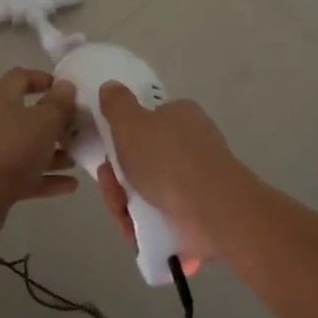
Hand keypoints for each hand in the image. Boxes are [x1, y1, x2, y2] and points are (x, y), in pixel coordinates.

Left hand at [0, 68, 79, 241]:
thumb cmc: (9, 151)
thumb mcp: (43, 122)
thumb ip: (59, 104)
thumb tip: (66, 86)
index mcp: (2, 100)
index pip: (20, 77)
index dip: (43, 78)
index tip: (66, 90)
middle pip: (27, 115)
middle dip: (55, 122)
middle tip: (79, 128)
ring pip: (28, 148)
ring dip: (54, 152)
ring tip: (78, 157)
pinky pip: (26, 176)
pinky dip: (47, 178)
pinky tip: (70, 185)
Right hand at [95, 82, 245, 267]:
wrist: (210, 209)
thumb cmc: (168, 158)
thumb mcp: (131, 122)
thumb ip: (116, 104)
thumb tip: (110, 86)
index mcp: (180, 116)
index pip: (146, 121)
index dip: (122, 138)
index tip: (107, 155)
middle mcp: (190, 144)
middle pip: (141, 159)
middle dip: (118, 177)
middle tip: (110, 187)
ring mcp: (195, 181)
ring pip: (146, 190)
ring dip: (125, 202)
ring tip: (122, 215)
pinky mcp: (195, 212)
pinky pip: (158, 215)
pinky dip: (142, 224)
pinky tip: (132, 231)